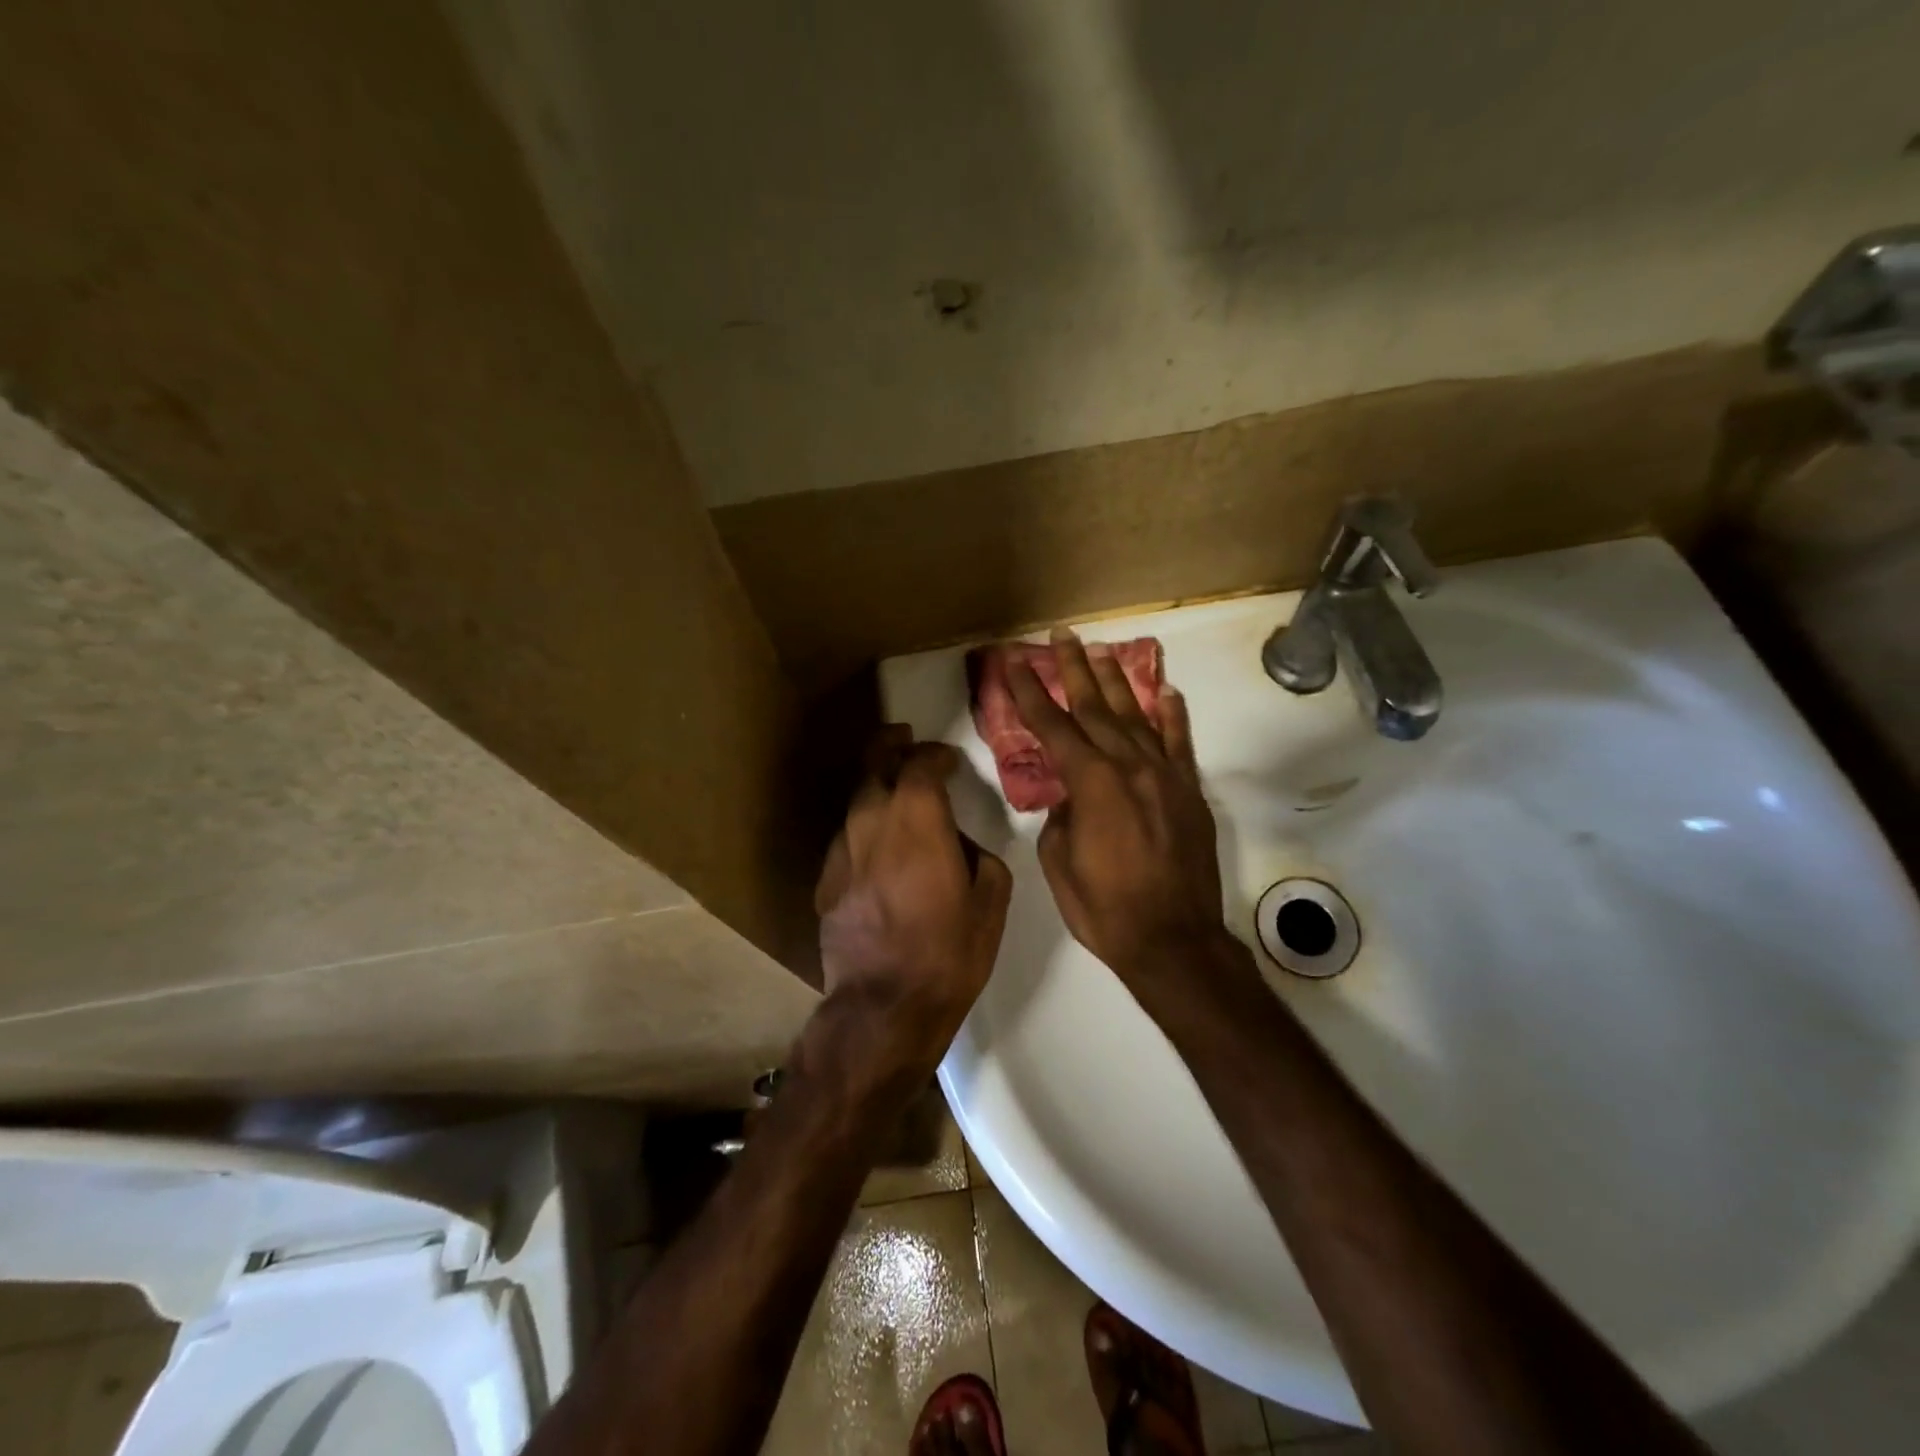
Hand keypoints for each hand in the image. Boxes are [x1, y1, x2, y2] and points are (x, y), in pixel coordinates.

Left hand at [815, 729, 1012, 1052]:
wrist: (884, 1006)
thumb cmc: (948, 953)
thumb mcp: (990, 903)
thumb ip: (981, 857)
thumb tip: (961, 844)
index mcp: (918, 820)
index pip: (920, 764)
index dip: (935, 754)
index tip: (948, 760)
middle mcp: (872, 822)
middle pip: (874, 765)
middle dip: (891, 746)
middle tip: (906, 741)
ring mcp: (842, 850)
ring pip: (856, 800)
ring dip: (877, 787)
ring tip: (894, 792)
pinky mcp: (825, 879)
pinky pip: (846, 837)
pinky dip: (864, 827)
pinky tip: (877, 846)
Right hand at [1006, 631, 1228, 995]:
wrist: (1174, 941)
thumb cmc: (1104, 909)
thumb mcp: (1058, 863)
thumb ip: (1060, 817)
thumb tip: (1071, 797)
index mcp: (1091, 783)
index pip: (1053, 726)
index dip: (1030, 692)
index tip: (1016, 661)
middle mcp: (1129, 766)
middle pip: (1095, 707)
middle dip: (1074, 669)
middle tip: (1062, 635)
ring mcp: (1164, 775)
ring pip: (1137, 716)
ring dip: (1117, 681)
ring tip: (1102, 650)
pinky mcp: (1189, 792)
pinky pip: (1180, 743)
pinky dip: (1172, 715)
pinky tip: (1166, 692)